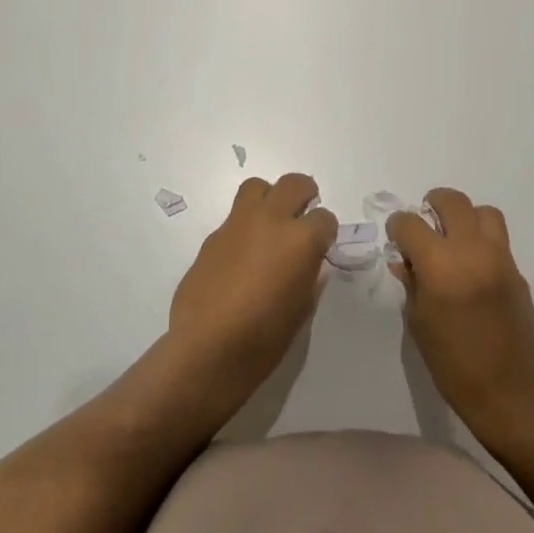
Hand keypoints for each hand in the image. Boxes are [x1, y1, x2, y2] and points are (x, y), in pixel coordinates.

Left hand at [167, 173, 335, 413]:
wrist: (208, 348)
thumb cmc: (264, 337)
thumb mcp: (302, 307)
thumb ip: (308, 274)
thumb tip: (306, 261)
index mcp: (301, 239)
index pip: (325, 218)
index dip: (326, 232)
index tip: (322, 244)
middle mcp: (271, 220)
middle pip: (293, 184)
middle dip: (304, 194)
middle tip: (304, 212)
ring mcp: (238, 224)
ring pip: (257, 187)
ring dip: (269, 197)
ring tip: (270, 221)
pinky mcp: (212, 236)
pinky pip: (234, 217)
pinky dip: (245, 226)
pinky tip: (242, 254)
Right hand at [387, 188, 533, 438]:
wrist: (511, 392)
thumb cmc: (454, 364)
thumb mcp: (419, 323)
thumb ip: (411, 283)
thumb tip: (404, 260)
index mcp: (440, 265)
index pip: (411, 223)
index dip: (398, 227)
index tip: (397, 239)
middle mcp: (471, 251)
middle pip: (452, 201)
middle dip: (433, 204)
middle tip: (425, 223)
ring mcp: (499, 258)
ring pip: (483, 212)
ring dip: (465, 216)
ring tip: (454, 238)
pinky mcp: (517, 271)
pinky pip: (498, 239)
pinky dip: (482, 241)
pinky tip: (473, 267)